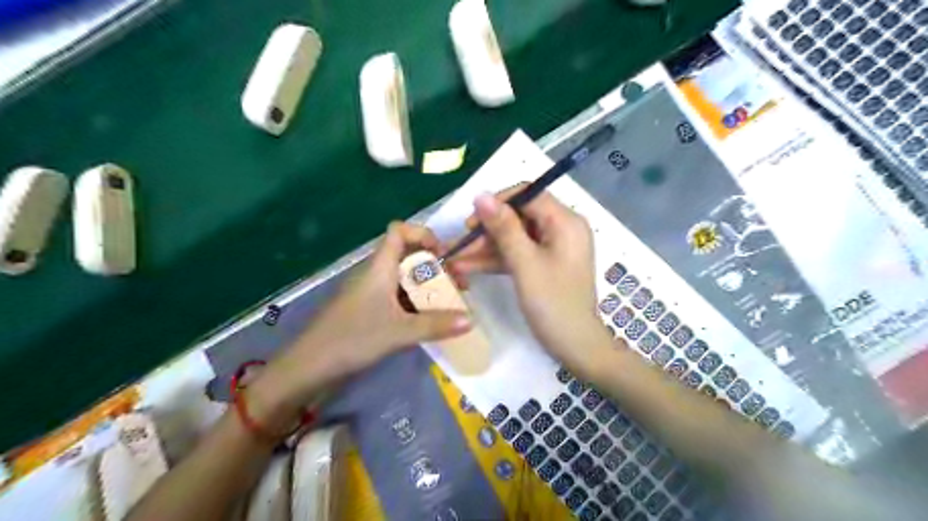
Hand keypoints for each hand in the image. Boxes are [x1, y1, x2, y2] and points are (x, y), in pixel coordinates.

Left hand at [253, 222, 471, 424]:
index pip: (399, 231)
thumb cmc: (352, 339)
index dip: (423, 234)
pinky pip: (399, 297)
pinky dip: (418, 303)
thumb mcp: (399, 332)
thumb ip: (436, 325)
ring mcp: (372, 292)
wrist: (310, 366)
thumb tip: (471, 320)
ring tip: (451, 304)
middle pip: (409, 255)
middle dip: (436, 267)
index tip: (444, 256)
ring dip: (429, 287)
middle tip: (458, 286)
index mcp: (380, 267)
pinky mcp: (370, 309)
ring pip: (406, 279)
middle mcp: (376, 273)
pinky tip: (432, 319)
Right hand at [448, 185, 610, 371]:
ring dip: (486, 248)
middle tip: (460, 246)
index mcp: (565, 221)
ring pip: (514, 237)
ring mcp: (553, 248)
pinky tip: (469, 267)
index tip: (471, 221)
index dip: (497, 203)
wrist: (575, 346)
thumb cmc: (553, 303)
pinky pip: (518, 253)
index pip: (528, 195)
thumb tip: (481, 195)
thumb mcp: (525, 263)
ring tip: (456, 260)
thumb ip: (503, 228)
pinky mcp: (544, 264)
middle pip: (518, 217)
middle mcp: (561, 229)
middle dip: (487, 230)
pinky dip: (496, 260)